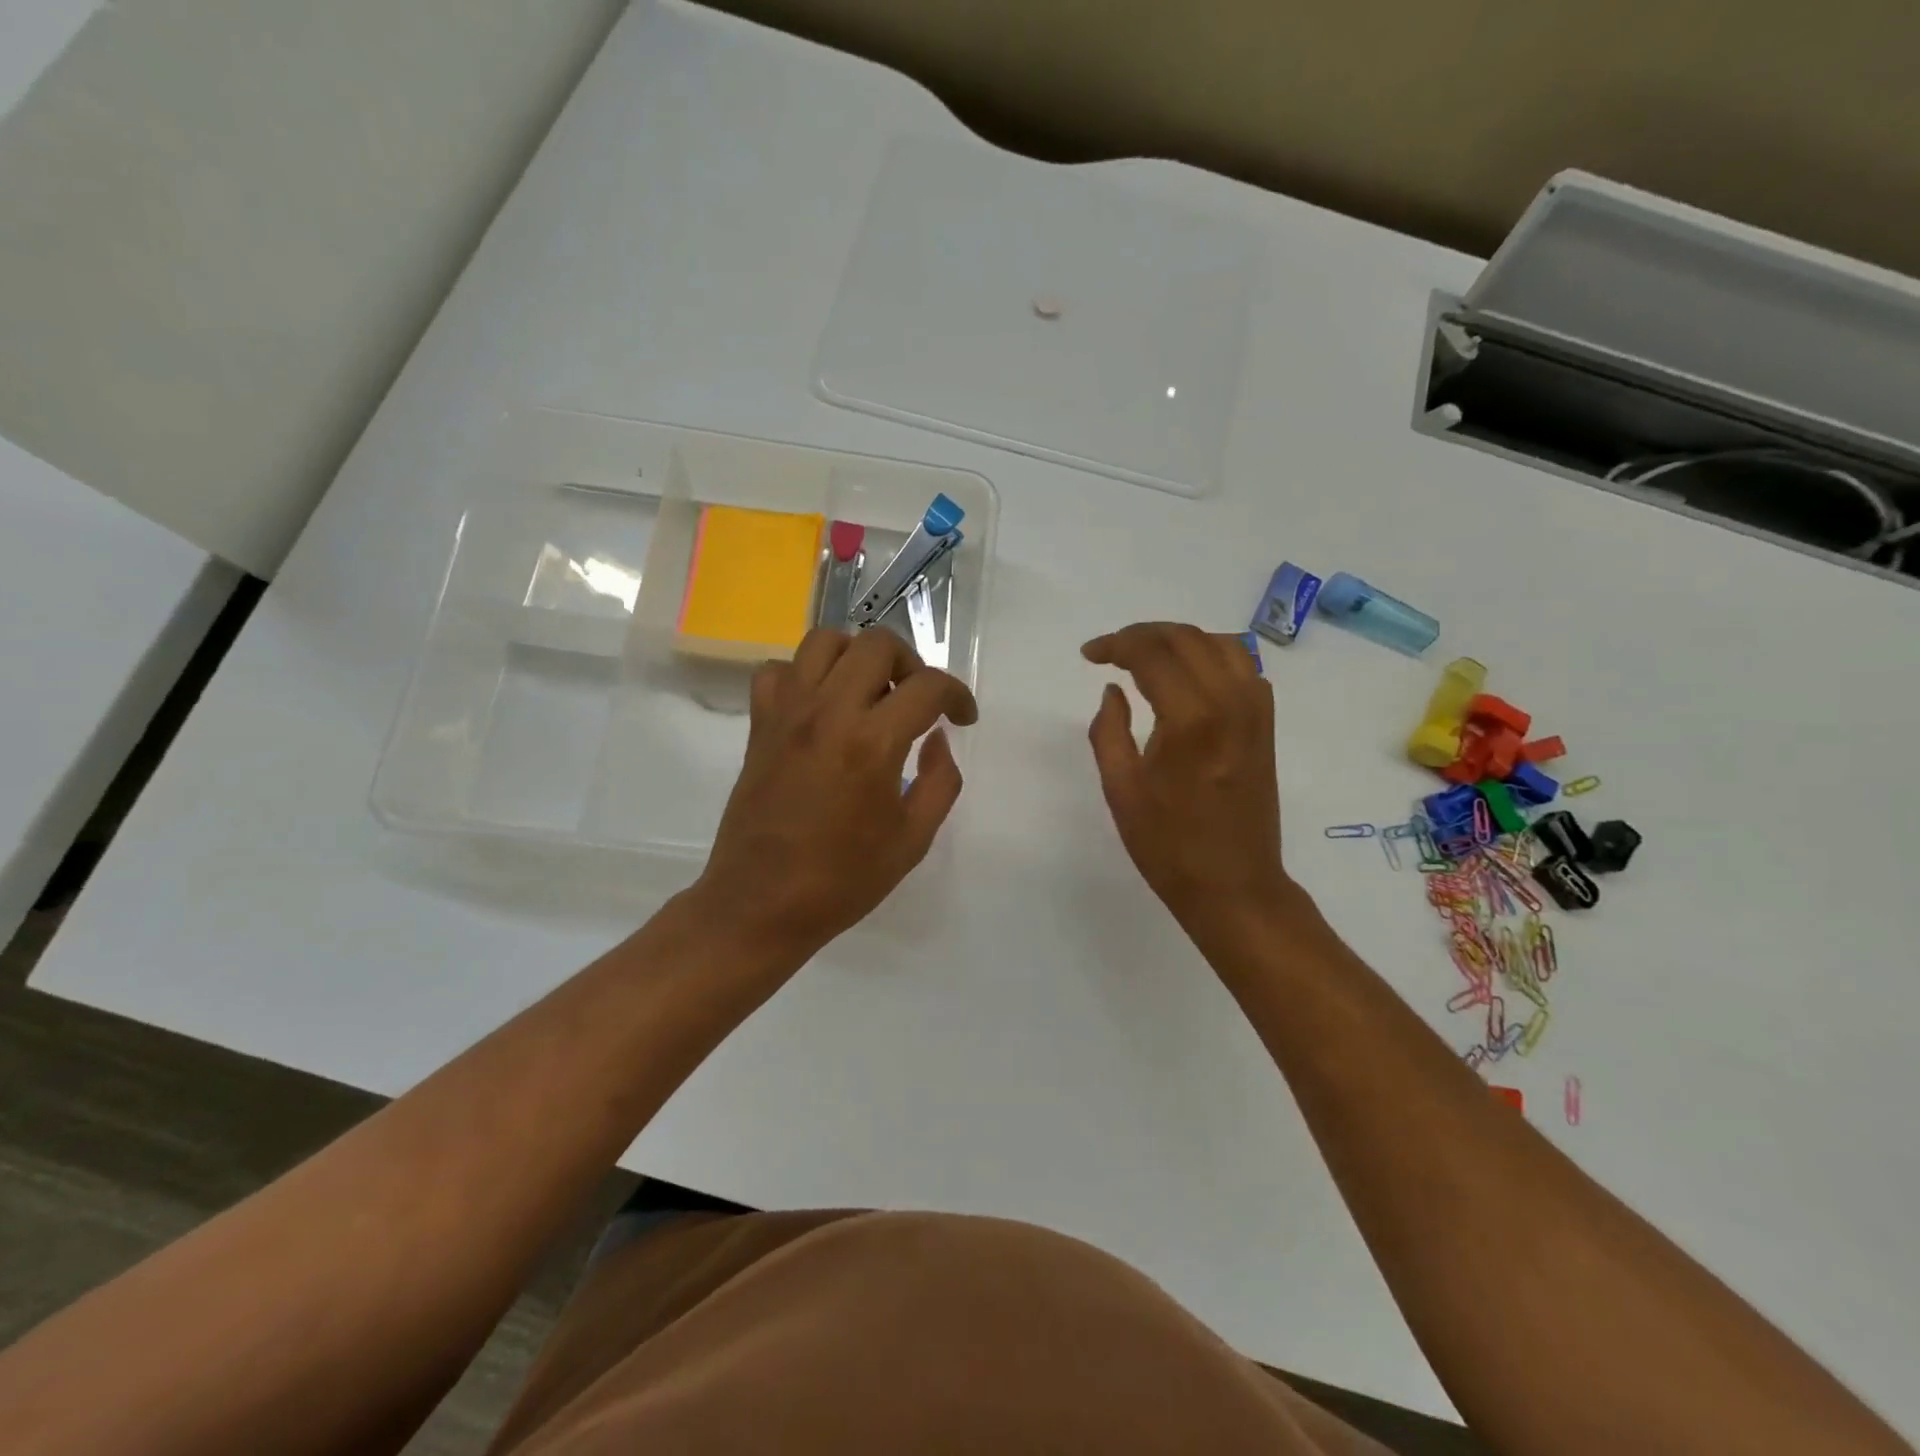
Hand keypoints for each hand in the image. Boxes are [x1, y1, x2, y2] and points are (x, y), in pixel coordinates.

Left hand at [694, 627, 977, 958]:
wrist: (761, 904)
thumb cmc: (843, 880)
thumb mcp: (913, 839)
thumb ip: (941, 780)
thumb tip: (938, 738)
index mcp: (873, 743)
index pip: (928, 686)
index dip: (957, 696)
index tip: (962, 718)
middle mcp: (829, 713)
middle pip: (876, 643)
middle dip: (911, 663)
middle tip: (916, 701)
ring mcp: (788, 714)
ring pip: (824, 641)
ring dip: (857, 656)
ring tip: (869, 692)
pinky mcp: (760, 725)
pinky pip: (777, 670)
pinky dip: (803, 675)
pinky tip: (819, 705)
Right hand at [1082, 623, 1292, 941]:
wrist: (1234, 885)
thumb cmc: (1168, 845)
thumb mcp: (1121, 789)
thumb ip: (1108, 730)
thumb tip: (1113, 690)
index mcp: (1190, 718)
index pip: (1152, 652)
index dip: (1116, 644)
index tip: (1090, 655)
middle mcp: (1230, 701)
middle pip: (1186, 638)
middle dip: (1143, 635)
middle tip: (1111, 651)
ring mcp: (1256, 711)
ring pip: (1220, 643)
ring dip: (1179, 640)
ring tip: (1147, 657)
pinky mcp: (1265, 724)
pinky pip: (1243, 666)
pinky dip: (1212, 655)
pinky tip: (1188, 675)